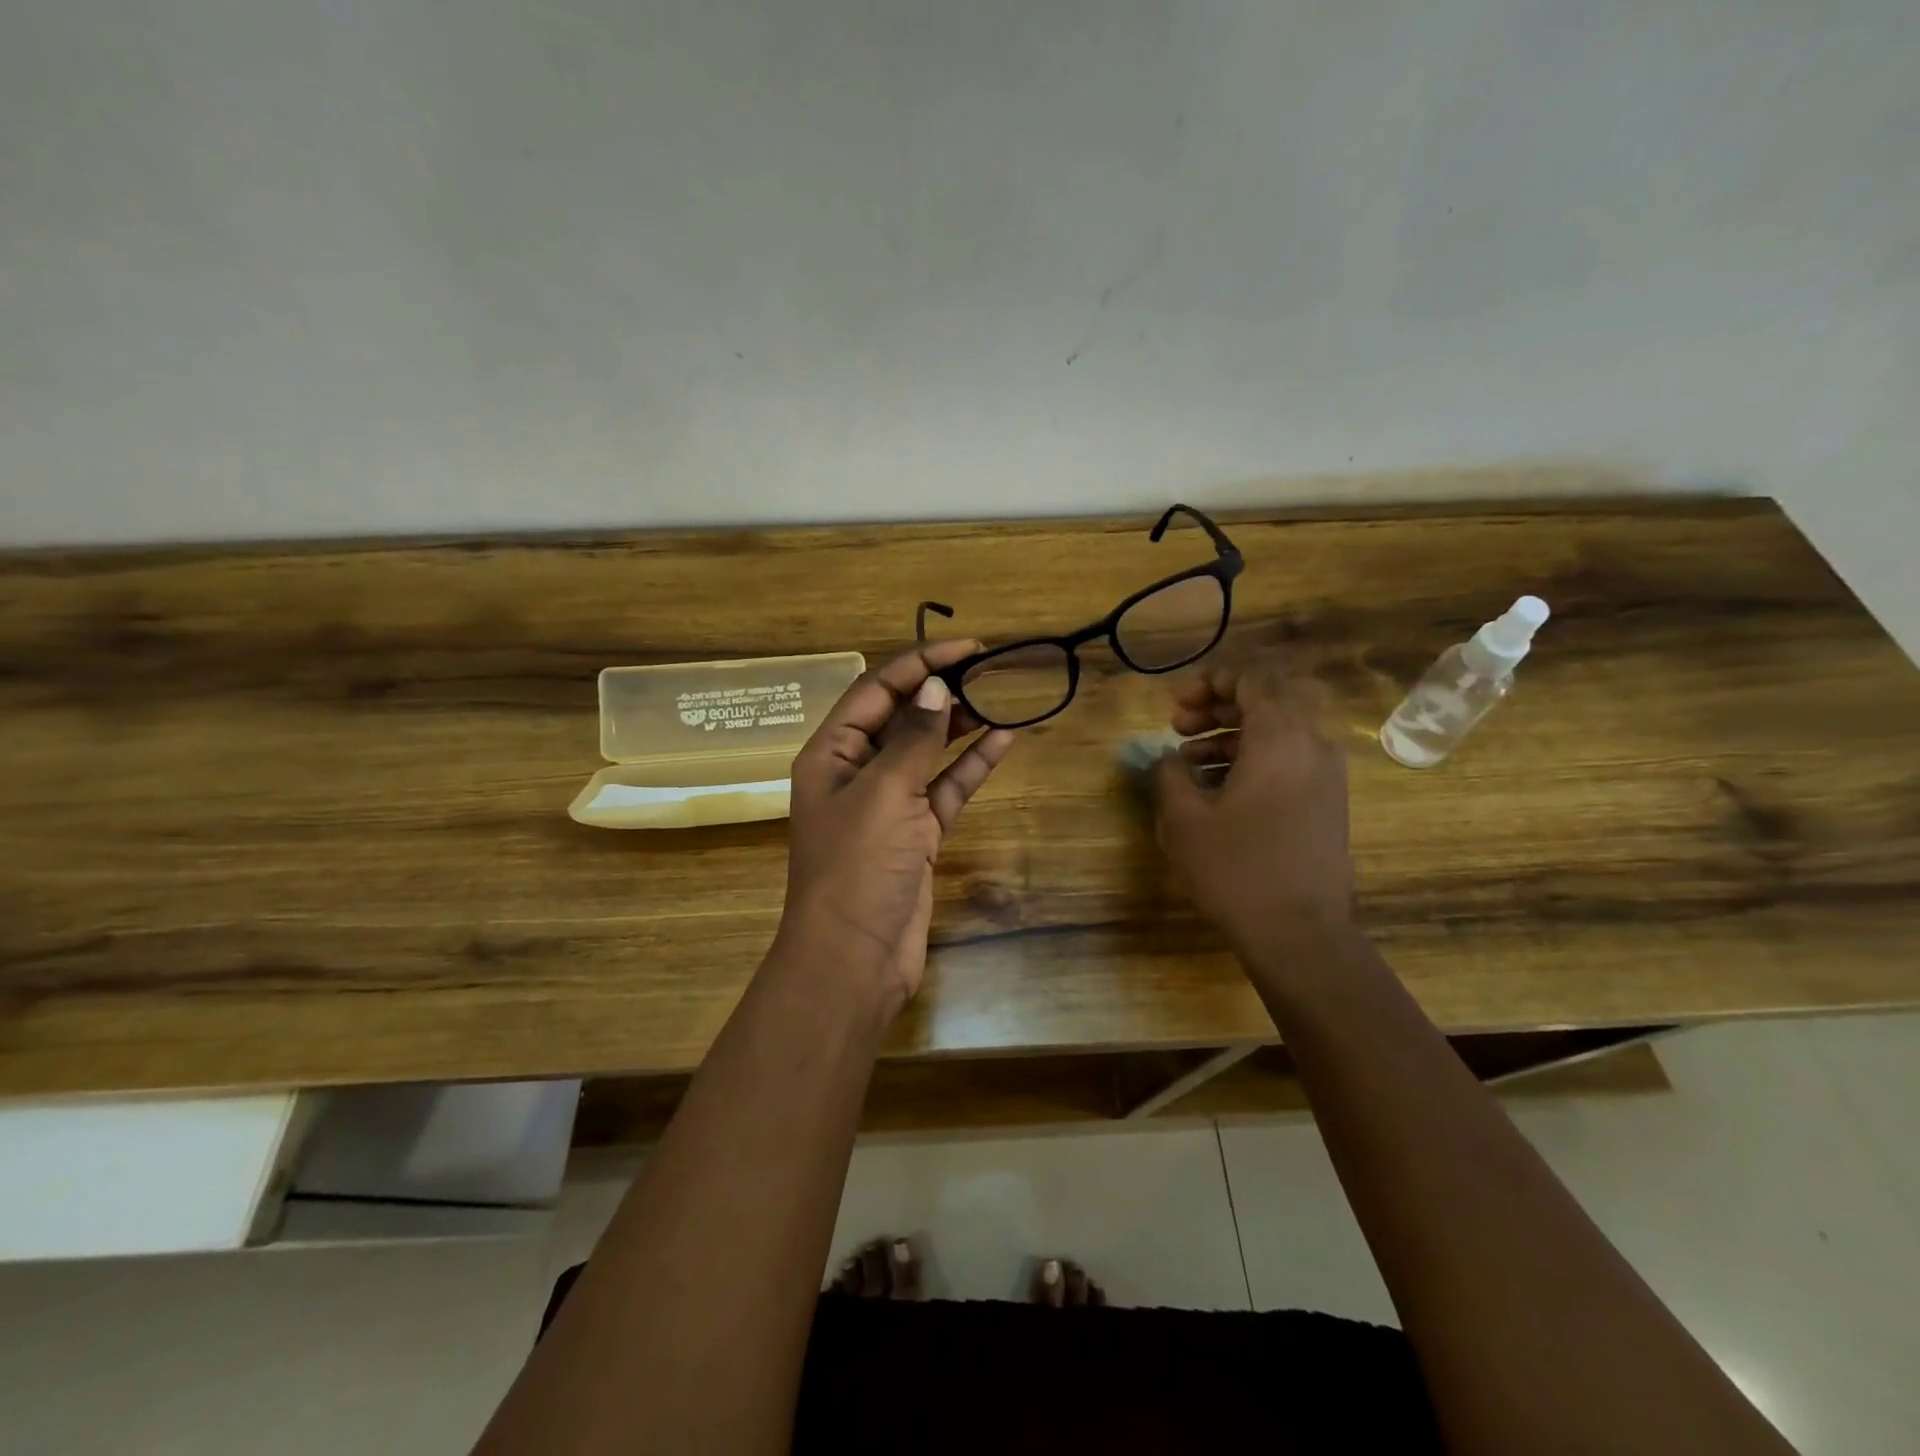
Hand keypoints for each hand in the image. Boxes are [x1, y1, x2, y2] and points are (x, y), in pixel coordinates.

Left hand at [779, 641, 1016, 1009]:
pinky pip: (947, 787)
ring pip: (929, 751)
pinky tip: (1004, 740)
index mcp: (831, 753)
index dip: (921, 663)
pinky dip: (972, 765)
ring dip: (961, 725)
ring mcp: (889, 802)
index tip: (968, 647)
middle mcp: (857, 771)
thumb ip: (914, 740)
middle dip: (943, 690)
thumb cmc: (857, 869)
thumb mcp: (884, 795)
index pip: (877, 690)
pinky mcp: (917, 832)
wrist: (854, 959)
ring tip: (1000, 696)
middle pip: (903, 716)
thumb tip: (937, 688)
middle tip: (991, 668)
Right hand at [1152, 658, 1354, 956]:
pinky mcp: (1327, 803)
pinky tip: (1217, 789)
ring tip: (1188, 760)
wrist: (1300, 935)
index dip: (1210, 680)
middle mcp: (1313, 745)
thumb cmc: (1236, 869)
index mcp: (1281, 737)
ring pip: (1277, 731)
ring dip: (1231, 734)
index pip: (1253, 676)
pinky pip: (1288, 760)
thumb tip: (1170, 757)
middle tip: (1177, 725)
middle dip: (1217, 705)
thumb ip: (1170, 773)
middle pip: (1267, 699)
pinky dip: (1252, 759)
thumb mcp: (1183, 818)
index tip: (1176, 704)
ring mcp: (1326, 776)